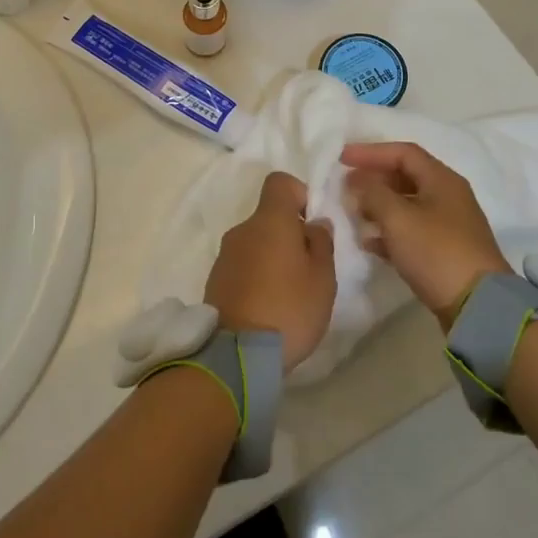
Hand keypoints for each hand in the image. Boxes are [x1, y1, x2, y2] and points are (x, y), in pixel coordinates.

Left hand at [202, 172, 336, 371]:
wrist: (237, 354)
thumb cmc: (288, 309)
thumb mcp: (322, 278)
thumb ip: (321, 243)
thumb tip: (314, 223)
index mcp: (269, 221)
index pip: (280, 182)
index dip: (299, 194)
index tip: (312, 224)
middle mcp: (242, 230)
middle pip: (268, 217)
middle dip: (290, 234)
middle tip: (309, 269)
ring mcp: (224, 256)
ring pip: (255, 242)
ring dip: (272, 257)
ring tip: (289, 293)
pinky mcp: (215, 280)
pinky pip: (242, 265)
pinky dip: (256, 275)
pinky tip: (268, 306)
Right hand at [342, 142, 510, 330]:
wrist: (478, 305)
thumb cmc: (436, 251)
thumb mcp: (397, 218)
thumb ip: (372, 193)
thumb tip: (357, 179)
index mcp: (441, 180)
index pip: (403, 153)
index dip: (371, 152)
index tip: (341, 158)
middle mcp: (448, 196)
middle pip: (405, 176)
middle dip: (374, 179)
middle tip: (346, 186)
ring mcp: (448, 225)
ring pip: (407, 204)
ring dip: (379, 206)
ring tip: (354, 214)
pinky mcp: (445, 251)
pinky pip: (411, 230)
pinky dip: (389, 231)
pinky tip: (369, 242)